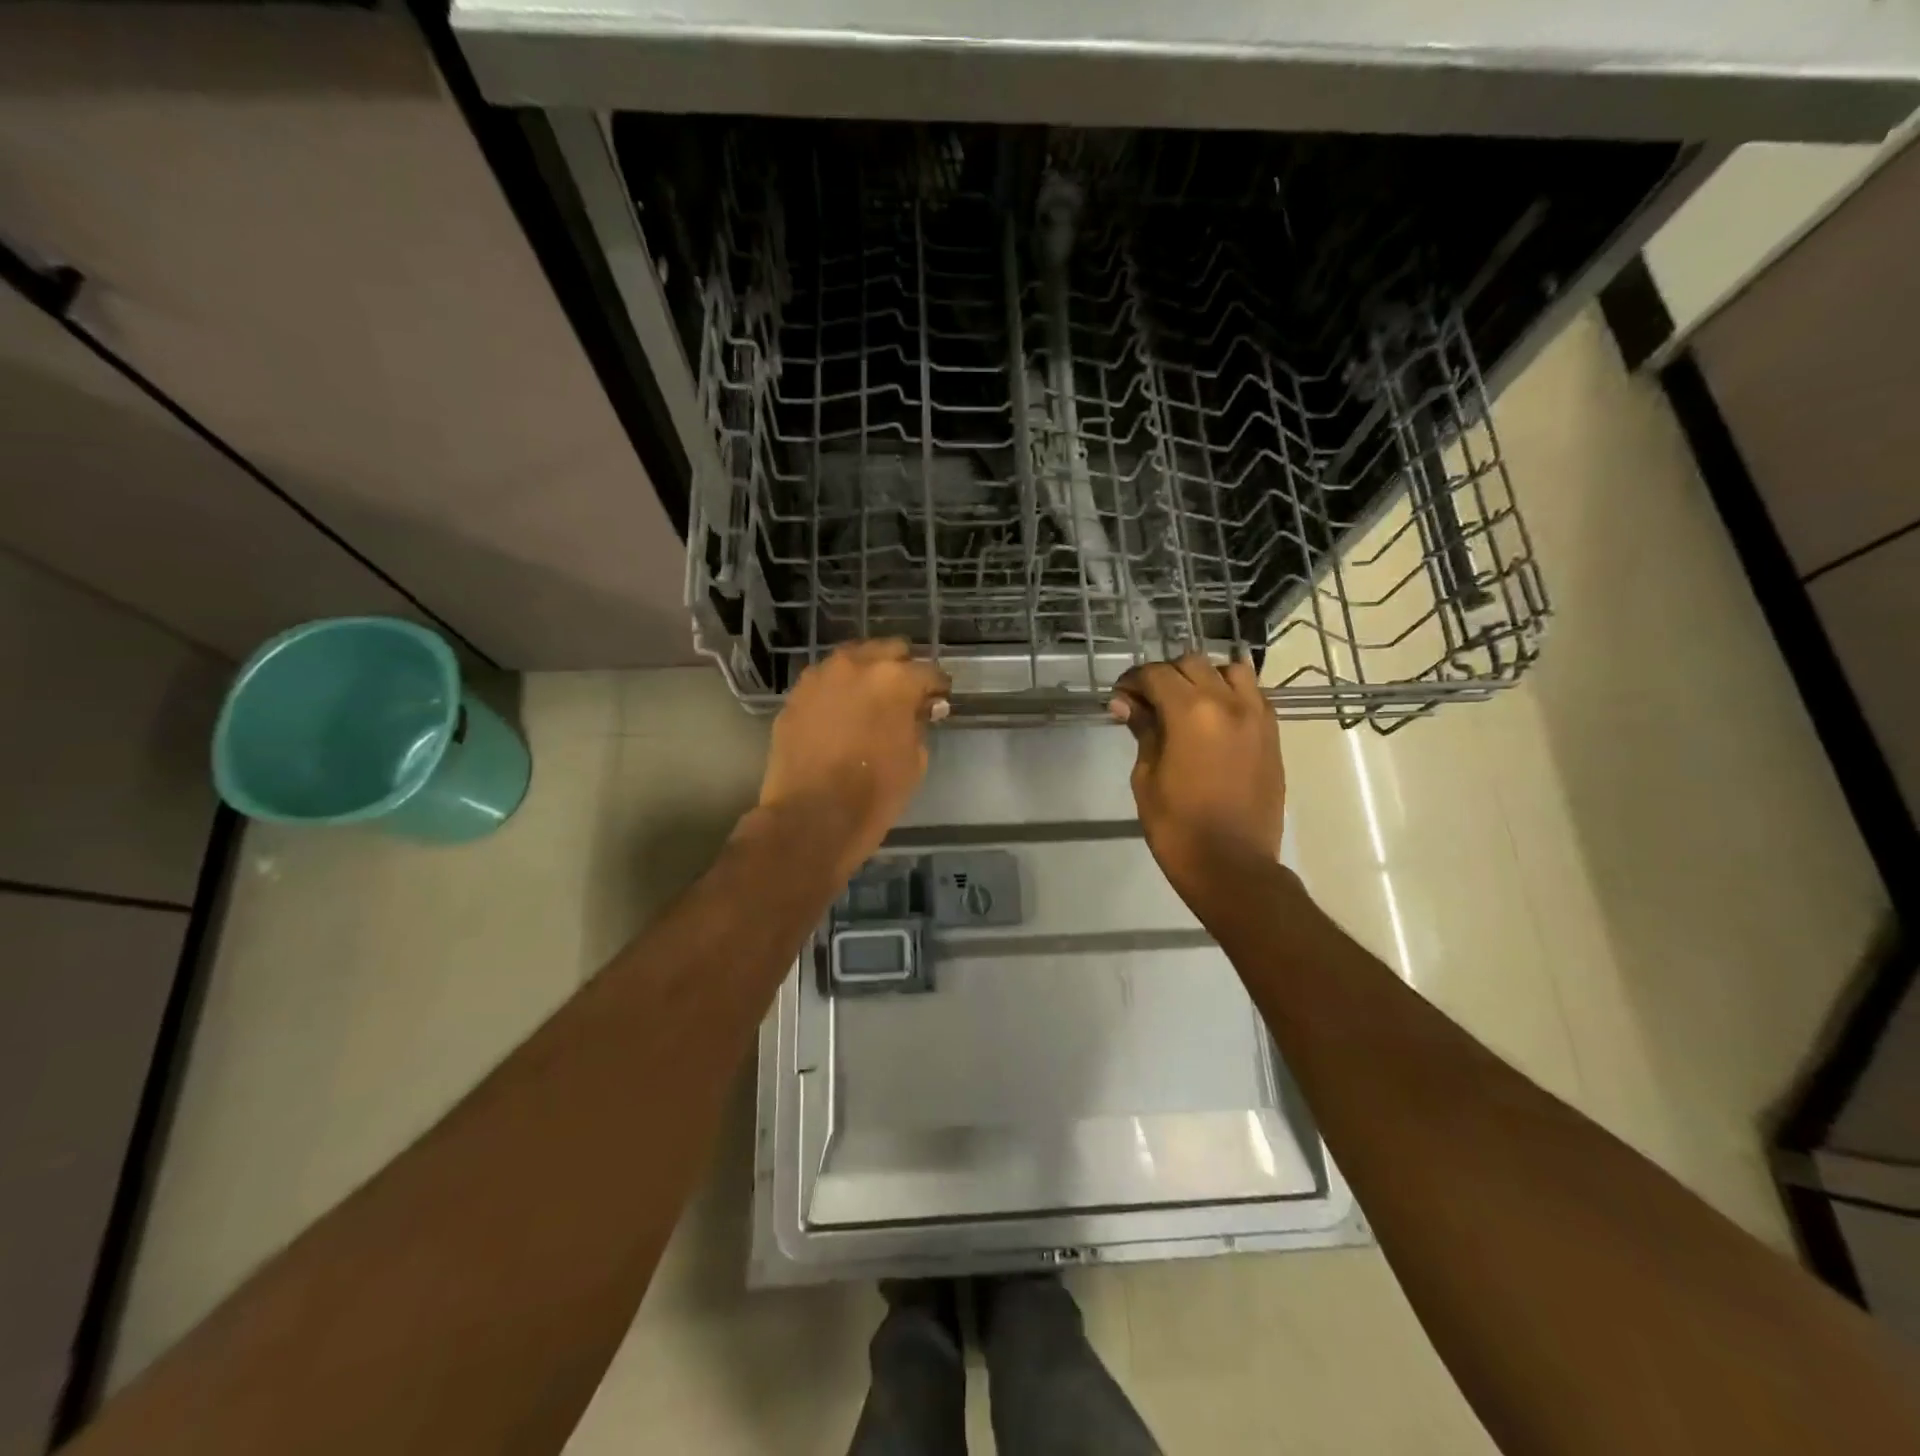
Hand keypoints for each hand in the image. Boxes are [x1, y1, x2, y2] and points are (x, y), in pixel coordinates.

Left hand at [756, 640, 951, 880]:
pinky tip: (840, 714)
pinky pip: (824, 683)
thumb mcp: (914, 760)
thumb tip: (920, 710)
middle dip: (900, 668)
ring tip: (869, 701)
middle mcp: (856, 666)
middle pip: (887, 650)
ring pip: (851, 661)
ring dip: (865, 675)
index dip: (937, 687)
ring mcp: (820, 678)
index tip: (938, 700)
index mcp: (895, 679)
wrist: (811, 817)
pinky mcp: (795, 696)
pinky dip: (837, 692)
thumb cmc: (874, 793)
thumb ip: (919, 724)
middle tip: (904, 695)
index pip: (928, 672)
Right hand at [1110, 654, 1283, 905]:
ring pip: (1231, 670)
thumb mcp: (1146, 776)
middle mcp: (1229, 703)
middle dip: (1166, 675)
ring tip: (1189, 702)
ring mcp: (1257, 717)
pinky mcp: (1273, 734)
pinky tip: (1215, 718)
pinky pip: (1253, 695)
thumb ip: (1143, 731)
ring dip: (1205, 677)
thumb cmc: (1177, 826)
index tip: (1121, 698)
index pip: (1156, 674)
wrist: (1232, 865)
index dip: (1133, 680)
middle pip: (1193, 664)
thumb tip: (1127, 704)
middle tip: (1148, 701)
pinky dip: (1232, 694)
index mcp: (1191, 712)